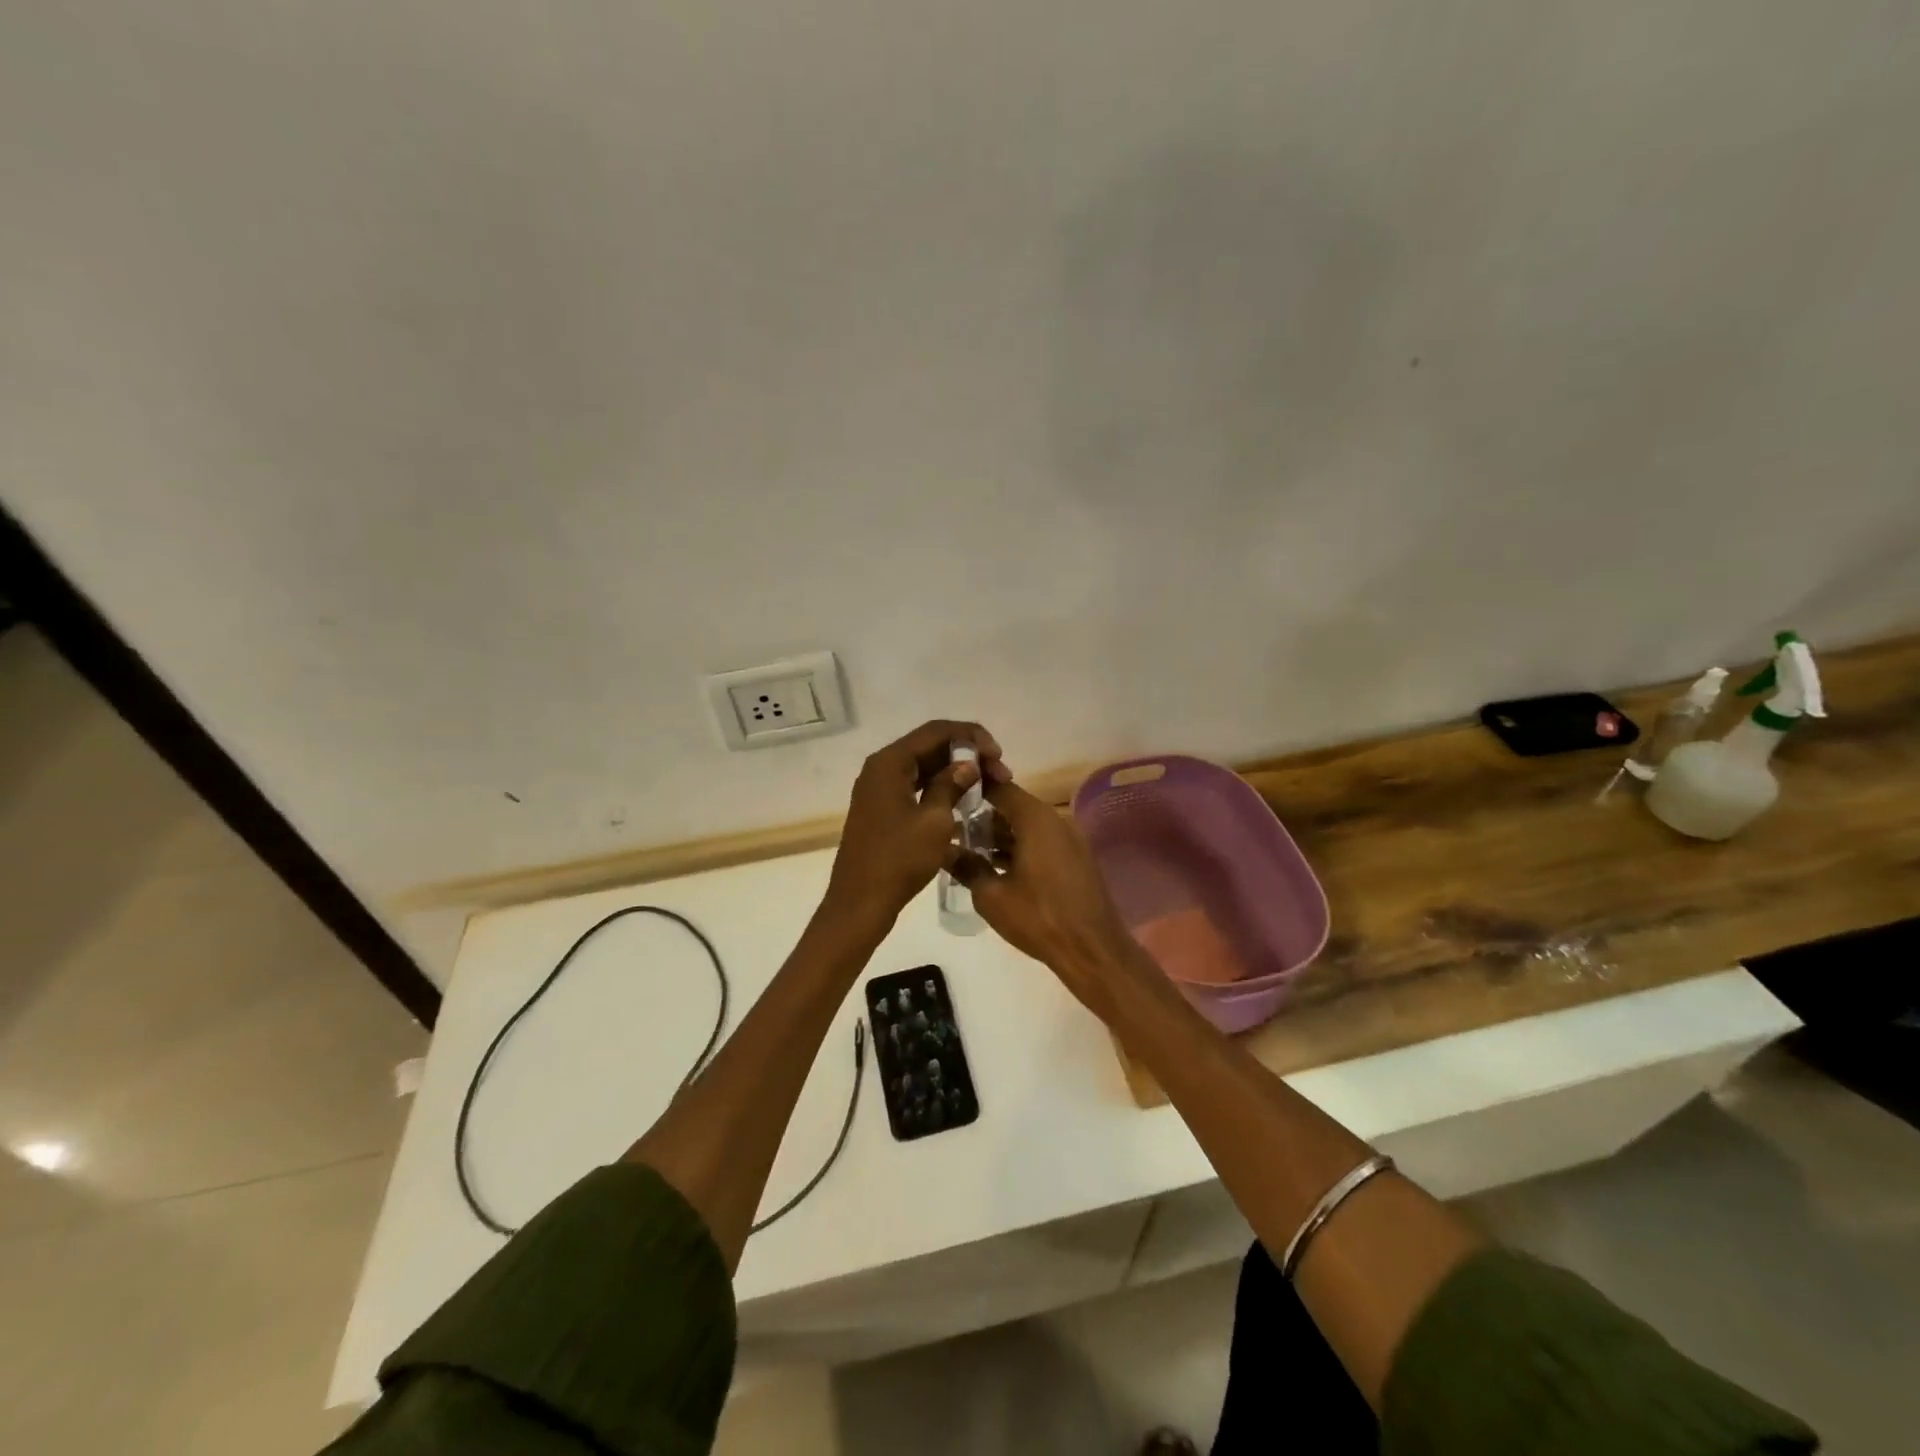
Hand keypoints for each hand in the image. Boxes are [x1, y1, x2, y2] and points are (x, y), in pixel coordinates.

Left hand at [823, 719, 1006, 932]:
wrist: (860, 903)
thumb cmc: (898, 860)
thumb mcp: (934, 821)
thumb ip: (951, 785)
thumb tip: (967, 764)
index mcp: (889, 763)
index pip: (937, 731)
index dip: (971, 737)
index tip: (998, 756)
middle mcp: (880, 768)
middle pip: (929, 746)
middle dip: (966, 754)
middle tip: (999, 773)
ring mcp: (879, 790)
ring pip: (923, 767)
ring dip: (955, 772)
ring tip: (987, 786)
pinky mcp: (881, 810)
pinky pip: (915, 787)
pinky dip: (940, 789)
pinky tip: (963, 802)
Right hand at [951, 781, 1153, 1017]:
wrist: (1093, 950)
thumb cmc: (1039, 918)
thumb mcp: (991, 896)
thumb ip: (966, 866)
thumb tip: (944, 850)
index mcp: (1036, 819)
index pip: (1000, 788)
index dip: (973, 789)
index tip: (949, 798)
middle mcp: (1056, 820)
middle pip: (1014, 806)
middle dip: (984, 817)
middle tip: (953, 831)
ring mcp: (1071, 839)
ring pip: (1028, 826)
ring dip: (1001, 835)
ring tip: (970, 851)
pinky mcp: (1077, 859)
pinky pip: (1042, 841)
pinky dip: (1020, 848)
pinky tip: (997, 868)